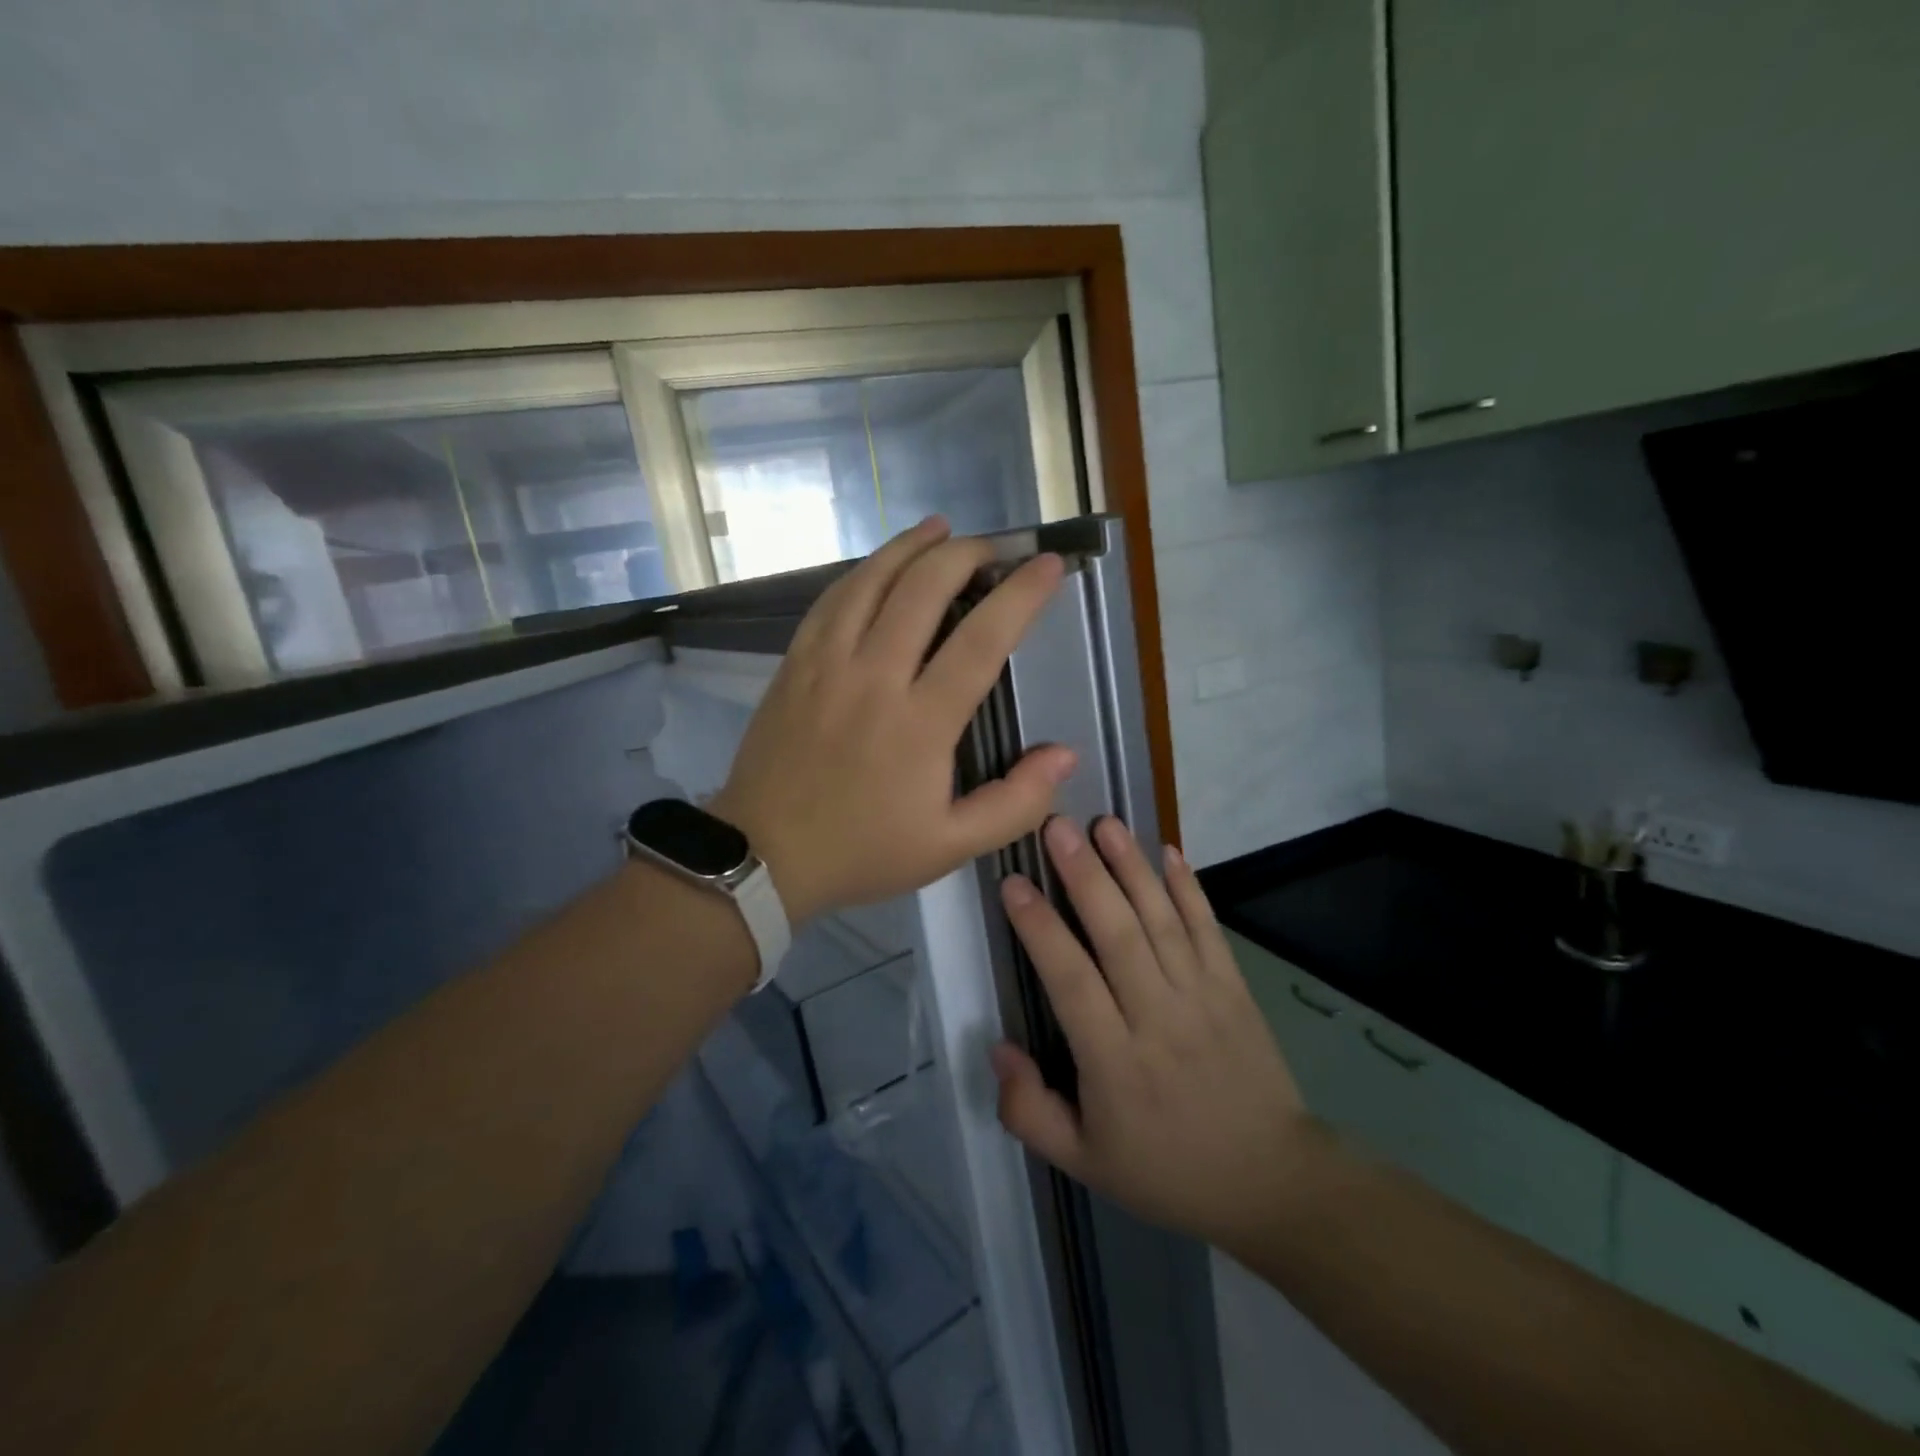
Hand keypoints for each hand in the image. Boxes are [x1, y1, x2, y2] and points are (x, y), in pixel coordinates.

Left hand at [713, 517, 1075, 923]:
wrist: (763, 855)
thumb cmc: (862, 851)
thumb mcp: (950, 847)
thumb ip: (1015, 804)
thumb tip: (1064, 755)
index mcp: (920, 723)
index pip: (982, 640)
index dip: (1022, 596)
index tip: (1049, 565)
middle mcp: (874, 677)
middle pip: (924, 589)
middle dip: (967, 554)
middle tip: (994, 548)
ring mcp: (827, 664)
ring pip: (872, 580)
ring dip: (911, 546)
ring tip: (940, 528)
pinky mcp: (795, 663)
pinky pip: (831, 600)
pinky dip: (862, 572)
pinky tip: (879, 565)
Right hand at [991, 815, 1312, 1249]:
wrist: (1271, 1181)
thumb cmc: (1167, 1169)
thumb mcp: (1084, 1164)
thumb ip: (1029, 1111)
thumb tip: (998, 1048)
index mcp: (1116, 1063)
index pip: (1071, 980)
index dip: (1040, 928)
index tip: (1013, 882)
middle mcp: (1158, 1018)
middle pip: (1117, 935)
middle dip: (1084, 875)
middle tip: (1056, 826)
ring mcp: (1202, 997)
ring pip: (1161, 920)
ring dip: (1131, 867)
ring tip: (1104, 823)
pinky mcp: (1234, 988)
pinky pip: (1208, 928)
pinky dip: (1188, 887)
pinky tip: (1167, 850)